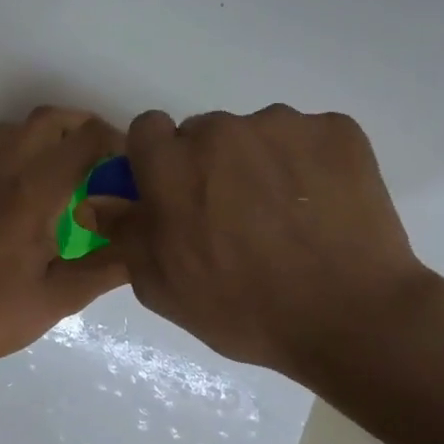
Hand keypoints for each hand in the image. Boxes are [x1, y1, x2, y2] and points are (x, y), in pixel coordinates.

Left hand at [0, 107, 128, 368]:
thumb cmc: (0, 313)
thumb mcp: (64, 296)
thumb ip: (109, 265)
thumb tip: (145, 243)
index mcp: (31, 193)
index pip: (82, 141)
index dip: (114, 141)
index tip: (132, 163)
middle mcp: (3, 173)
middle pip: (46, 119)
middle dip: (83, 126)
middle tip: (107, 155)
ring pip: (17, 128)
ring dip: (50, 133)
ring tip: (74, 164)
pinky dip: (24, 148)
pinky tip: (37, 185)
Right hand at [82, 106, 438, 386]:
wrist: (349, 317)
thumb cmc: (241, 308)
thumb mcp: (162, 285)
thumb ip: (125, 233)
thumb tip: (95, 201)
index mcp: (172, 164)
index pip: (148, 129)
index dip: (157, 159)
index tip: (175, 192)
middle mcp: (221, 131)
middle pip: (204, 133)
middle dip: (209, 165)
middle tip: (234, 215)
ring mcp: (284, 126)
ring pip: (257, 134)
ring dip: (259, 163)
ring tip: (286, 217)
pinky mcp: (338, 131)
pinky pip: (308, 138)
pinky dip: (309, 165)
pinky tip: (321, 209)